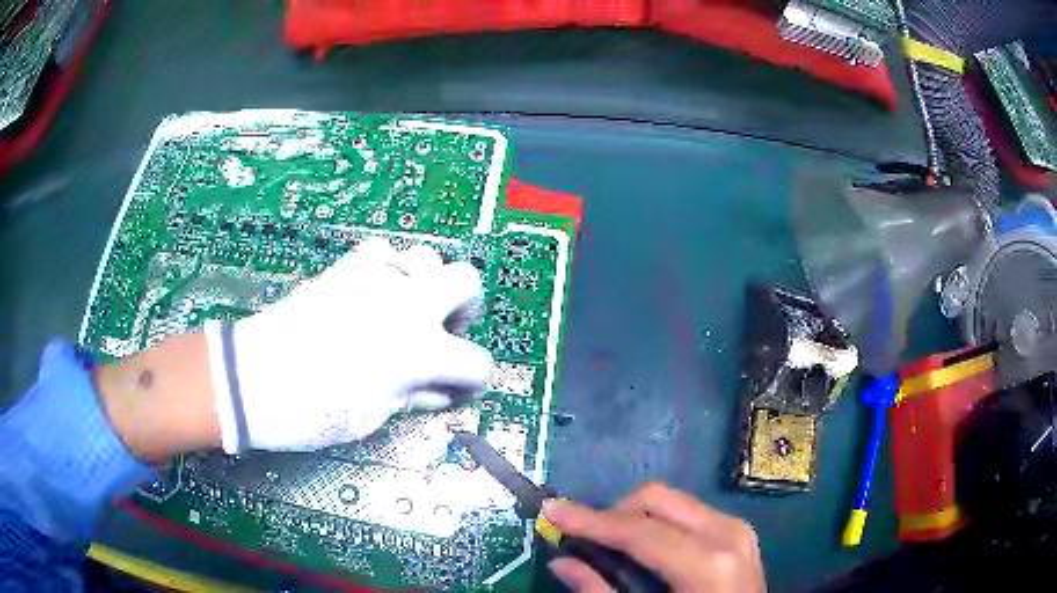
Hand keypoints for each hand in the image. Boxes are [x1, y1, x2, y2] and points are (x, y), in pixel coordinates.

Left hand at [206, 239, 493, 452]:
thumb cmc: (314, 411)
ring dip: (428, 283)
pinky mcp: (345, 269)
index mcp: (420, 349)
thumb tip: (438, 390)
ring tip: (407, 311)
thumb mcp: (373, 416)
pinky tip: (373, 293)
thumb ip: (415, 397)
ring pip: (426, 256)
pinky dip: (387, 270)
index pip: (477, 362)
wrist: (253, 379)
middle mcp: (407, 304)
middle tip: (441, 332)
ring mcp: (375, 279)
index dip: (473, 381)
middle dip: (463, 308)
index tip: (456, 391)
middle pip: (467, 280)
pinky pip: (381, 252)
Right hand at [543, 483, 765, 592]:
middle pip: (657, 498)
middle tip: (585, 538)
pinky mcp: (739, 532)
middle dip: (614, 513)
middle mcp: (726, 533)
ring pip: (672, 501)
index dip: (589, 520)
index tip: (551, 510)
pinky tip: (646, 549)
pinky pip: (689, 512)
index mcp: (706, 562)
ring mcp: (737, 529)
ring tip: (613, 545)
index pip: (637, 529)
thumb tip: (560, 562)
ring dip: (636, 517)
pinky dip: (659, 523)